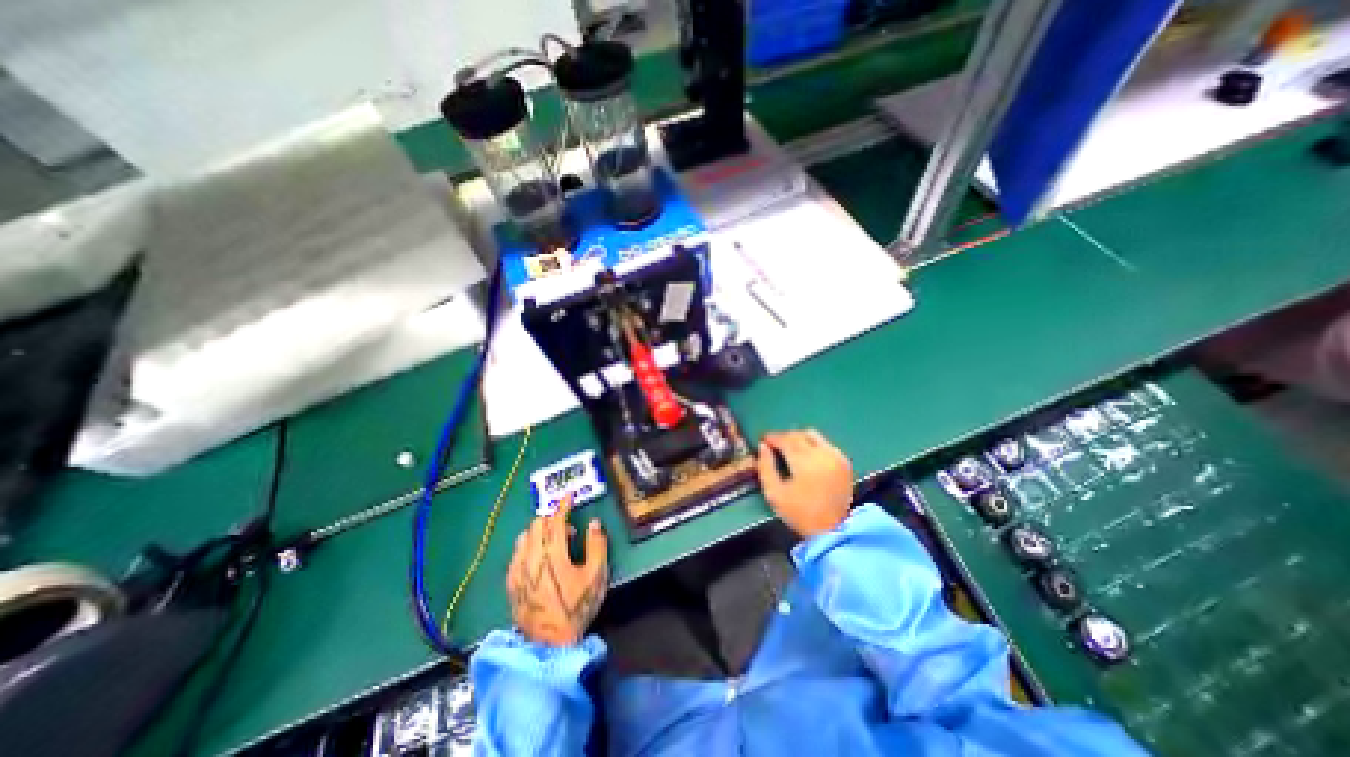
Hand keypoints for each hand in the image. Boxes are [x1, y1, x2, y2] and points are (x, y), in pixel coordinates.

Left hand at [506, 497, 611, 643]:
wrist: (550, 646)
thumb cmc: (576, 608)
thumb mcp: (596, 577)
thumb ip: (597, 546)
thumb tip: (594, 524)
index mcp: (553, 555)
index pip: (556, 521)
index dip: (563, 506)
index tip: (569, 497)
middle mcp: (532, 558)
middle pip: (537, 525)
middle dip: (551, 519)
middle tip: (568, 529)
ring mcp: (518, 571)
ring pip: (524, 538)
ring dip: (539, 532)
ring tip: (553, 544)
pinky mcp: (511, 584)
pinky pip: (516, 555)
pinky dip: (527, 547)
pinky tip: (537, 558)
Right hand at [759, 433, 852, 537]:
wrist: (832, 530)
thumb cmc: (799, 513)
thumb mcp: (774, 493)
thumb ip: (765, 467)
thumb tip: (762, 446)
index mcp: (804, 462)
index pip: (785, 439)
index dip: (772, 437)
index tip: (763, 439)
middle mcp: (821, 454)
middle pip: (798, 435)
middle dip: (784, 437)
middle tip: (773, 444)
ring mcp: (835, 457)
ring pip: (813, 435)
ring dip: (798, 438)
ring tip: (789, 448)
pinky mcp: (844, 462)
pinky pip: (825, 443)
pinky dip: (813, 444)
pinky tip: (806, 455)